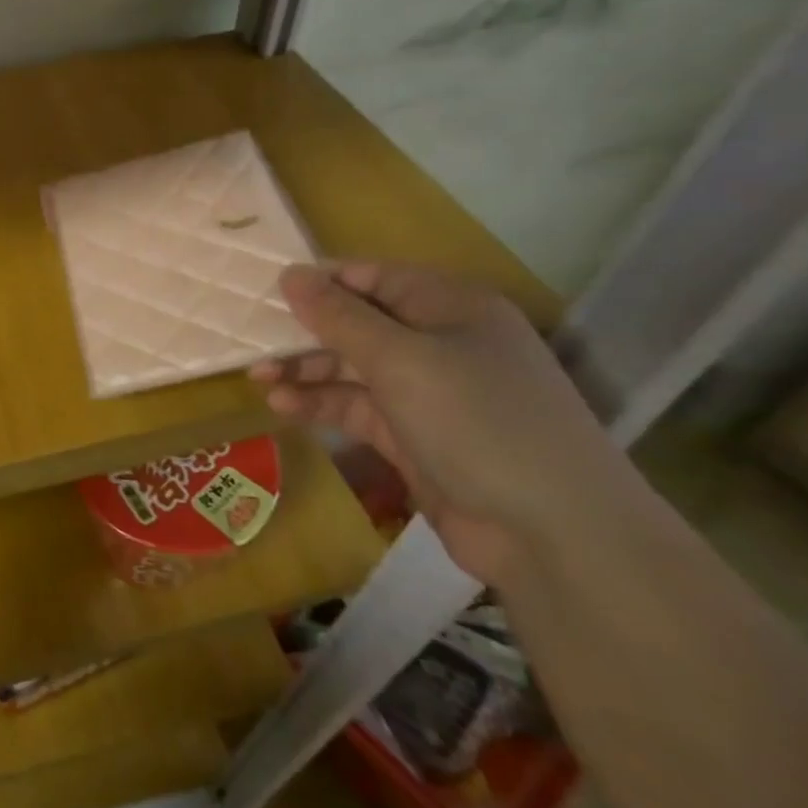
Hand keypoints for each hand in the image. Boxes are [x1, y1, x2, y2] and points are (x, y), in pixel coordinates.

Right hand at [249, 261, 630, 585]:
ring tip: (258, 380)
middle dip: (305, 333)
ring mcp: (428, 393)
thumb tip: (290, 274)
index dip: (320, 283)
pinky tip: (283, 407)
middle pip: (357, 324)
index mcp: (450, 307)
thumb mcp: (401, 359)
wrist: (553, 534)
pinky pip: (356, 408)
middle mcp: (440, 342)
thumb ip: (339, 316)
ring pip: (351, 369)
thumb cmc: (477, 420)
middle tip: (253, 344)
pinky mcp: (414, 437)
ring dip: (305, 371)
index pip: (372, 277)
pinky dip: (320, 405)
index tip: (266, 293)